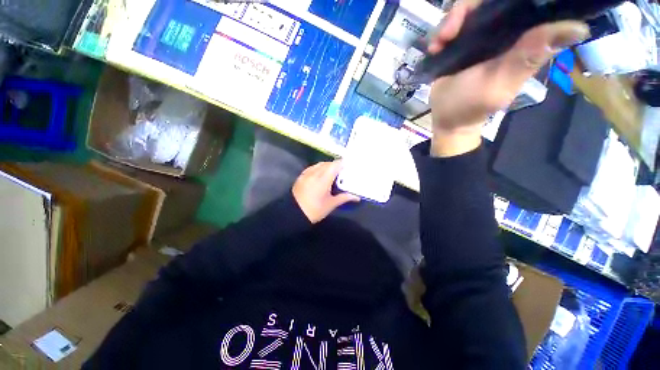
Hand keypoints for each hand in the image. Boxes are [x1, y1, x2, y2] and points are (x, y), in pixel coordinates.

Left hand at [292, 161, 359, 223]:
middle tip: (343, 171)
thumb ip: (344, 197)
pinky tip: (321, 174)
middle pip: (327, 163)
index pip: (335, 165)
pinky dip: (319, 168)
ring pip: (319, 164)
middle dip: (336, 165)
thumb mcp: (330, 204)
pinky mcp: (301, 176)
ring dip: (327, 166)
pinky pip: (312, 167)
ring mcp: (307, 174)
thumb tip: (357, 197)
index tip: (349, 165)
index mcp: (323, 179)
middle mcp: (315, 173)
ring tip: (333, 172)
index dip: (343, 163)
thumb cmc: (314, 210)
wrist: (292, 213)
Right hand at [427, 0, 589, 156]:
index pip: (529, 2)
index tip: (497, 5)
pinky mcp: (461, 41)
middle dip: (468, 8)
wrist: (445, 117)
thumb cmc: (470, 106)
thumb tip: (579, 27)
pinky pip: (453, 21)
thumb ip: (529, 57)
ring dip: (451, 20)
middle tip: (450, 32)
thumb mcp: (499, 84)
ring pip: (471, 7)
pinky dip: (441, 31)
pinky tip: (435, 47)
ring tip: (440, 43)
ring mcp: (482, 34)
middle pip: (492, 0)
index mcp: (524, 38)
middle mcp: (506, 30)